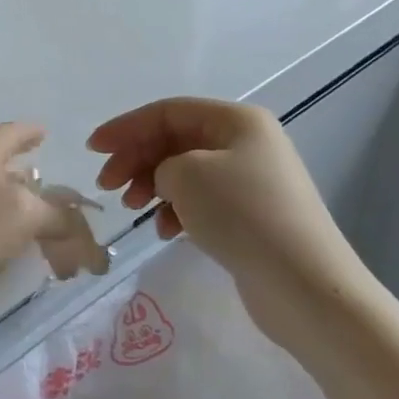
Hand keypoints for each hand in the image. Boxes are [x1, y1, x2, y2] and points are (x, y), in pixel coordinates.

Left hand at [0, 123, 107, 316]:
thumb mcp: (26, 214)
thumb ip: (58, 214)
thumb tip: (73, 219)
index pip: (10, 132)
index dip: (29, 132)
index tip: (46, 132)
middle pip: (3, 167)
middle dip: (34, 182)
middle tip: (59, 193)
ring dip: (24, 213)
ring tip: (50, 231)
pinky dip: (7, 233)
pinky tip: (19, 249)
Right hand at [88, 98, 380, 352]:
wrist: (305, 287)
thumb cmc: (242, 215)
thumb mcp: (185, 174)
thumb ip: (159, 164)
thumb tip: (165, 179)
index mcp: (237, 120)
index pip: (167, 112)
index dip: (125, 127)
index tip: (92, 149)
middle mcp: (247, 143)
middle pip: (174, 140)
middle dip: (136, 159)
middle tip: (107, 185)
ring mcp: (252, 180)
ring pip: (184, 171)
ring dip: (152, 186)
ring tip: (134, 209)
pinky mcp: (252, 216)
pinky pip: (202, 200)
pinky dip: (177, 210)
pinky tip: (166, 231)